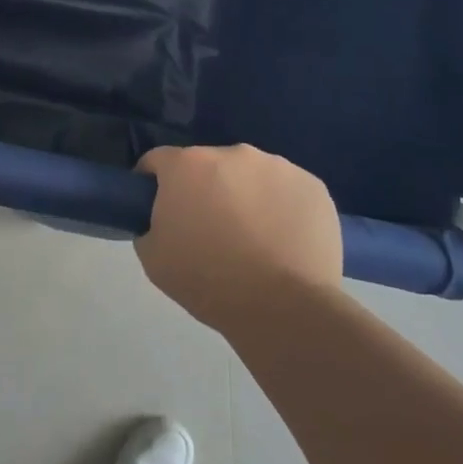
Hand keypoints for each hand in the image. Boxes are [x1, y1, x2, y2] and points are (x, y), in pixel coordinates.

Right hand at [134, 145, 341, 329]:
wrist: (283, 309)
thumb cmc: (208, 282)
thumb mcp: (153, 258)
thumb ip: (149, 225)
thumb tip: (164, 218)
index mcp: (187, 165)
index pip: (158, 161)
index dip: (153, 183)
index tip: (159, 208)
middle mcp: (233, 153)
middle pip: (209, 166)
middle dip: (204, 189)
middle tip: (209, 229)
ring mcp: (278, 166)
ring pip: (250, 175)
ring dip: (245, 195)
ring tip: (254, 239)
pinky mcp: (313, 185)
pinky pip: (287, 190)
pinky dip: (281, 207)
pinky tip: (283, 241)